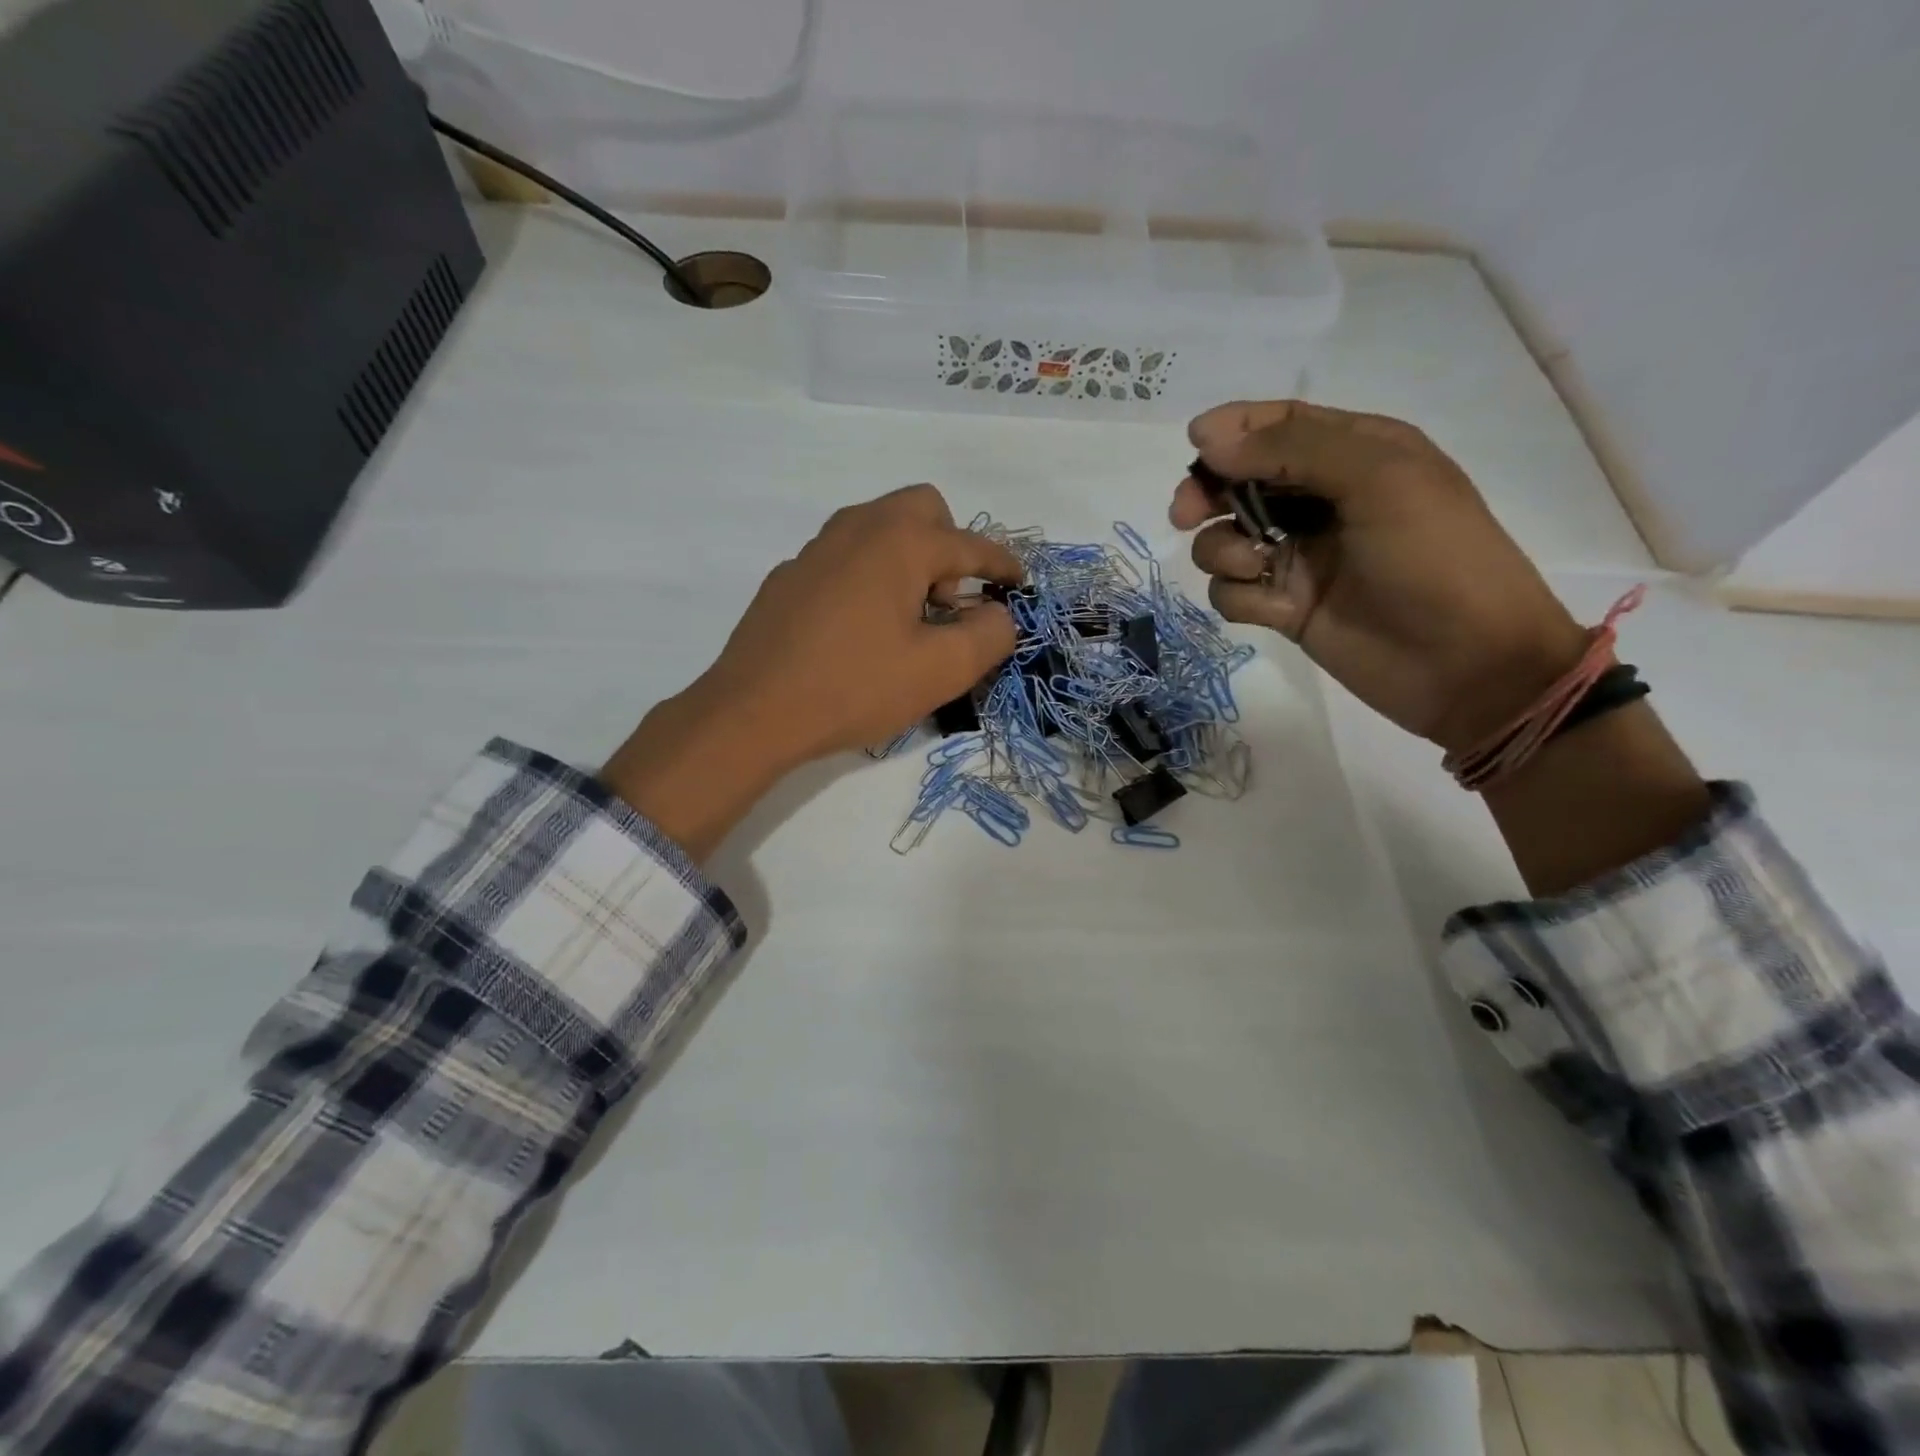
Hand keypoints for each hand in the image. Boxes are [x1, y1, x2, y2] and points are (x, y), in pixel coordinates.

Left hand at [601, 486, 1021, 859]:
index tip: (1020, 584)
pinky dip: (870, 577)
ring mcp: (816, 549)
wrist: (754, 712)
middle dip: (950, 547)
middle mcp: (857, 528)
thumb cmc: (856, 687)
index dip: (1003, 564)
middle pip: (922, 510)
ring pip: (879, 530)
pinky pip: (846, 558)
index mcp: (900, 541)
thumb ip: (989, 635)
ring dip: (909, 560)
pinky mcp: (789, 577)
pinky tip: (861, 631)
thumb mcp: (940, 670)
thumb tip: (999, 615)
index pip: (970, 543)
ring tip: (909, 621)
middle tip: (949, 604)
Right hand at [1172, 401, 1587, 753]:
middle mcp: (1321, 501)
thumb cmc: (1435, 558)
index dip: (1233, 428)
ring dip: (1222, 549)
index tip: (1194, 443)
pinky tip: (1272, 608)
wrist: (1467, 664)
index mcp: (1356, 454)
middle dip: (1208, 492)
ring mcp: (1300, 557)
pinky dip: (1240, 595)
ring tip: (1250, 565)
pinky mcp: (1285, 607)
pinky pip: (1233, 592)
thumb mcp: (1379, 480)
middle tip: (1186, 514)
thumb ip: (1293, 449)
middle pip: (1240, 481)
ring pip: (1225, 539)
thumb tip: (1208, 441)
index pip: (1280, 425)